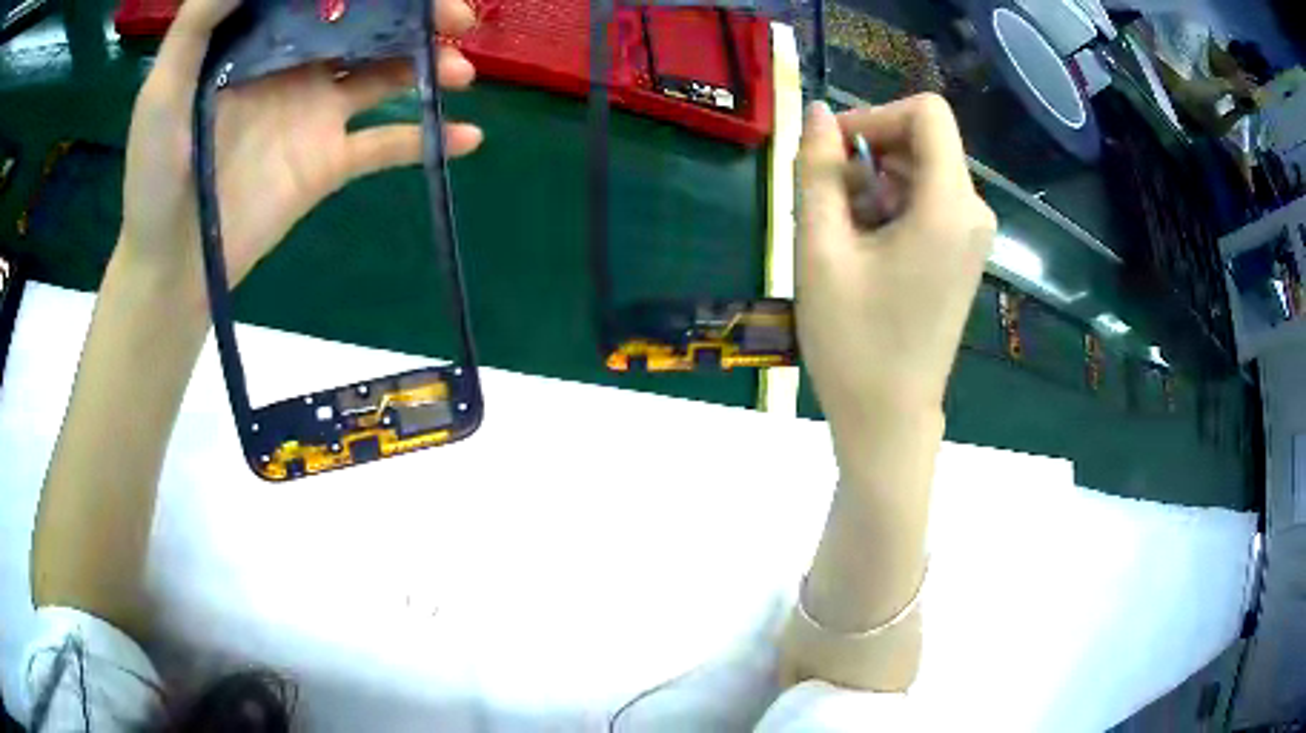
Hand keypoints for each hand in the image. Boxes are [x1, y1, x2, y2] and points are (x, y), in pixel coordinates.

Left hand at [118, 0, 482, 301]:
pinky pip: (386, 145)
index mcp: (263, 41)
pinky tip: (469, 137)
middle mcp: (296, 66)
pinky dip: (428, 140)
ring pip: (386, 75)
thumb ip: (198, 24)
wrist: (171, 264)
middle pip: (368, 27)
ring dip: (431, 67)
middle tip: (458, 18)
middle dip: (416, 16)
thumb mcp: (161, 91)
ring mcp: (316, 114)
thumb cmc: (155, 176)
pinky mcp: (328, 162)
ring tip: (462, 72)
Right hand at [796, 95, 994, 445]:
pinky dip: (891, 209)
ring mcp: (971, 235)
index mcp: (948, 206)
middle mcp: (973, 212)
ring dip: (873, 187)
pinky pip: (927, 202)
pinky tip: (863, 251)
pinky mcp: (962, 253)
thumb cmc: (853, 341)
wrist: (889, 418)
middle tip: (828, 208)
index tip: (835, 154)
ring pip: (920, 172)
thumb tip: (819, 113)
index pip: (926, 113)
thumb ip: (817, 172)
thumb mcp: (821, 250)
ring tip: (840, 237)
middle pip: (922, 142)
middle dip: (869, 158)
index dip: (875, 117)